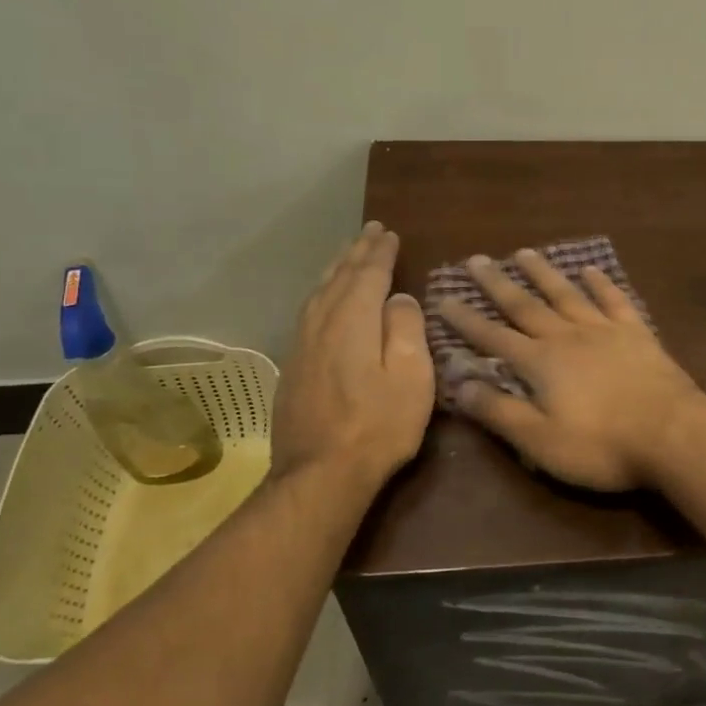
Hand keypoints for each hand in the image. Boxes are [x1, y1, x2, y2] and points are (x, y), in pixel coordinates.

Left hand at [271, 222, 433, 489]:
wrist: (319, 474)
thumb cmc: (377, 425)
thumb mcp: (411, 377)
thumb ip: (406, 329)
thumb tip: (399, 298)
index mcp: (353, 319)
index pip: (369, 274)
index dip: (381, 252)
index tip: (390, 233)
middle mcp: (322, 322)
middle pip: (340, 276)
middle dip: (357, 252)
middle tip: (370, 231)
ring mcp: (302, 344)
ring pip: (319, 292)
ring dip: (336, 268)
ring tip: (348, 255)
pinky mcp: (293, 365)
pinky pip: (309, 311)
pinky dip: (323, 293)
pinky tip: (325, 299)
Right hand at [439, 249, 705, 490]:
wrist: (673, 434)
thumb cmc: (602, 446)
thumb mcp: (540, 441)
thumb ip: (499, 411)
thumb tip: (459, 385)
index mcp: (541, 363)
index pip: (493, 337)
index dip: (466, 320)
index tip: (444, 298)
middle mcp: (568, 336)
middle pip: (526, 305)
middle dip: (498, 284)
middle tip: (477, 259)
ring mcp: (605, 330)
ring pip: (566, 294)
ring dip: (543, 273)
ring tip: (524, 252)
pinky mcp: (637, 333)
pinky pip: (614, 300)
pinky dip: (601, 283)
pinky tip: (590, 269)